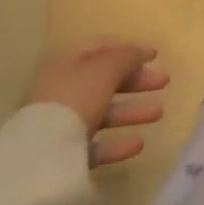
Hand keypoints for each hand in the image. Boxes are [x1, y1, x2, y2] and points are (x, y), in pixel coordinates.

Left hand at [25, 38, 167, 165]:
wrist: (40, 156)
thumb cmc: (75, 98)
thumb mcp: (104, 69)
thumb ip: (126, 57)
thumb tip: (140, 51)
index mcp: (67, 64)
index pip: (99, 48)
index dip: (127, 48)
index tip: (154, 55)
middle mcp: (63, 91)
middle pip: (105, 80)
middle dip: (136, 80)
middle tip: (164, 82)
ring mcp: (62, 124)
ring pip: (103, 112)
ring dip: (132, 111)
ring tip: (159, 114)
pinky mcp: (64, 155)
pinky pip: (95, 144)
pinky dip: (117, 143)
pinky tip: (138, 144)